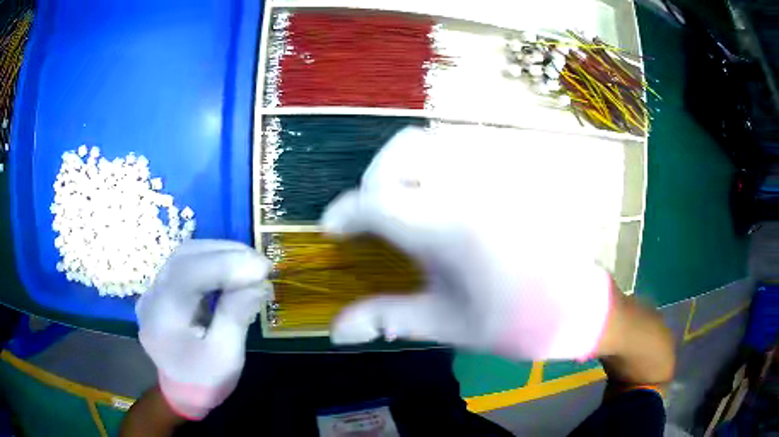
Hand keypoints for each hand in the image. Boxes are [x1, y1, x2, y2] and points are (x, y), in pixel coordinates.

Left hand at [136, 240, 270, 419]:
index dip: (226, 265)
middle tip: (262, 265)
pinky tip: (231, 269)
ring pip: (186, 255)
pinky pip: (186, 264)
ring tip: (250, 264)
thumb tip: (258, 283)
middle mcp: (152, 295)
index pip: (189, 274)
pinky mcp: (163, 289)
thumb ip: (236, 316)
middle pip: (186, 257)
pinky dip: (212, 261)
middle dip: (226, 254)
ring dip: (220, 253)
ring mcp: (154, 290)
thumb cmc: (205, 381)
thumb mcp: (226, 357)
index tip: (263, 268)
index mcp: (163, 317)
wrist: (181, 392)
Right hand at [321, 125, 615, 360]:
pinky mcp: (515, 170)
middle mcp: (473, 186)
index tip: (333, 229)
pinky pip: (464, 148)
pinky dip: (437, 163)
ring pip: (434, 141)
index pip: (378, 201)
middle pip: (404, 149)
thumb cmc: (515, 322)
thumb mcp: (447, 325)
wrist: (578, 308)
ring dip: (405, 166)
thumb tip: (334, 331)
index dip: (346, 212)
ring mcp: (499, 171)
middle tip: (374, 214)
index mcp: (452, 228)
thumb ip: (386, 319)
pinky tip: (443, 197)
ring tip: (405, 203)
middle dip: (375, 178)